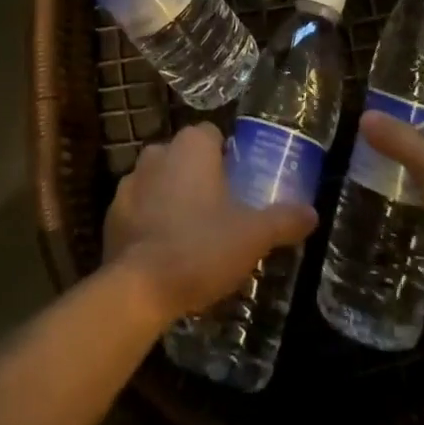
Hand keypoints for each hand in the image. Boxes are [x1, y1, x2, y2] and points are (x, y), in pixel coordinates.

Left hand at [103, 123, 317, 322]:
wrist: (138, 289)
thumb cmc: (201, 247)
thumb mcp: (253, 236)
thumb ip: (284, 219)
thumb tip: (312, 213)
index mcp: (192, 146)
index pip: (213, 135)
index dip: (227, 158)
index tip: (238, 185)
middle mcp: (158, 151)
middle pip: (186, 156)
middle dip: (200, 177)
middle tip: (221, 212)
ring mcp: (129, 181)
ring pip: (160, 181)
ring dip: (173, 198)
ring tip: (192, 235)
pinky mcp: (111, 213)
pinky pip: (138, 208)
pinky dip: (150, 221)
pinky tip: (164, 252)